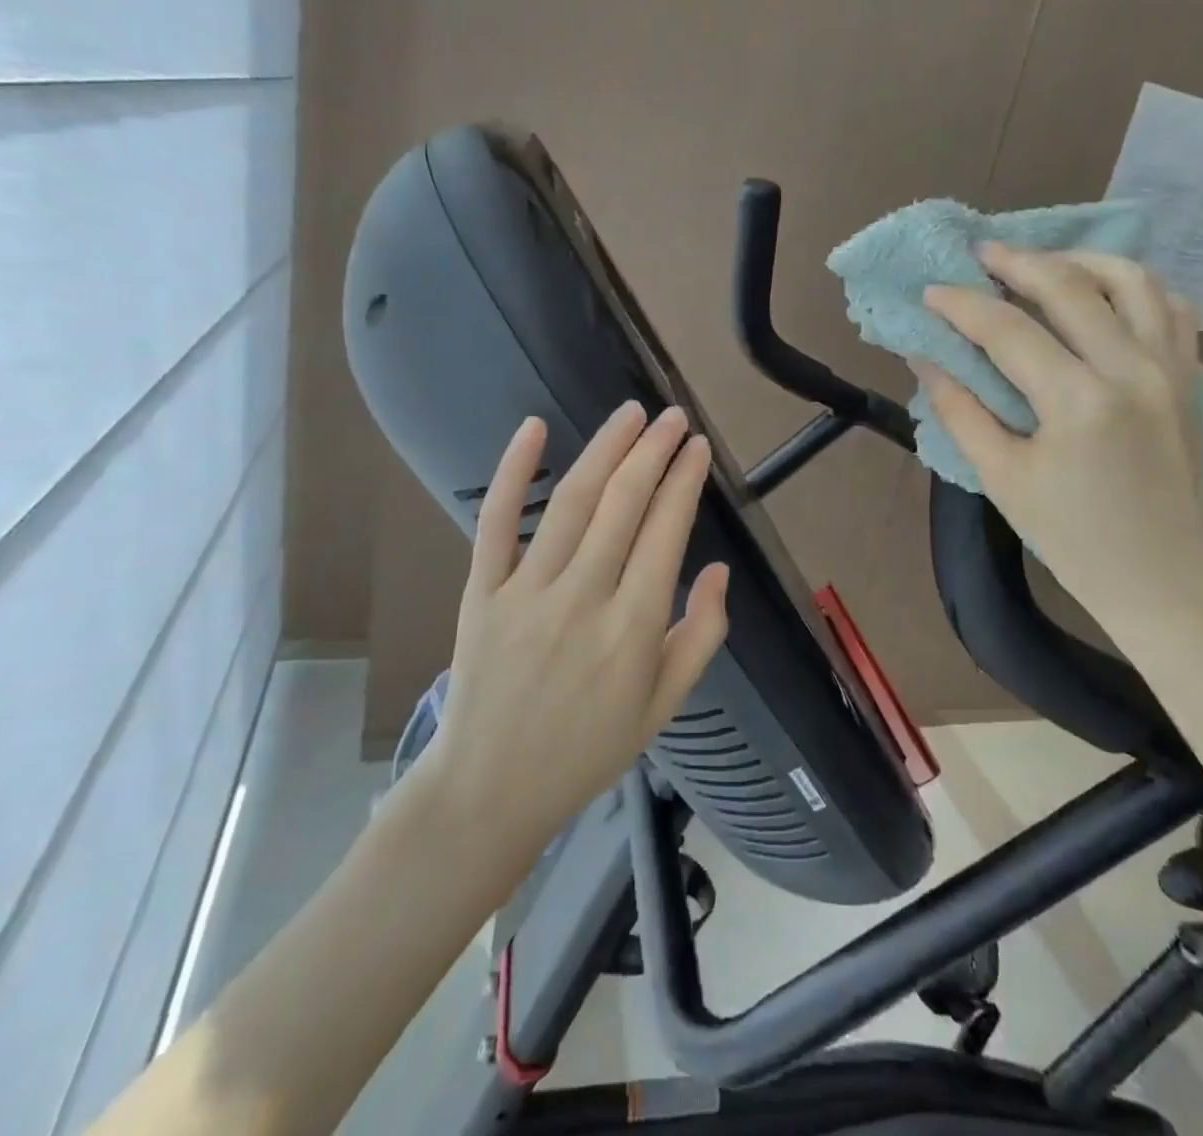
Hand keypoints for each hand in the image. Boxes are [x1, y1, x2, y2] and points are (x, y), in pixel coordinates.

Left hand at [425, 404, 729, 846]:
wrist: (492, 789)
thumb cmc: (588, 749)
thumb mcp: (664, 707)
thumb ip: (702, 636)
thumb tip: (720, 570)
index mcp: (634, 630)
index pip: (666, 532)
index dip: (685, 482)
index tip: (699, 448)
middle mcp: (583, 599)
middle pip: (624, 504)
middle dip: (654, 451)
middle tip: (674, 416)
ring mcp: (526, 592)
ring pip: (572, 502)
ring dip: (605, 449)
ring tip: (631, 414)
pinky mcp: (482, 592)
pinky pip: (495, 522)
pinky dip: (514, 471)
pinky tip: (533, 428)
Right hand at [918, 245, 1202, 623]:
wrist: (1166, 576)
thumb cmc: (1073, 538)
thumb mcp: (1002, 479)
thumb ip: (960, 412)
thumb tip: (927, 359)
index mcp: (1078, 402)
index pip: (1008, 330)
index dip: (962, 305)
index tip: (931, 291)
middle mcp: (1131, 369)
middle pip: (1069, 286)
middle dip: (1016, 261)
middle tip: (980, 253)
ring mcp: (1170, 367)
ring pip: (1130, 279)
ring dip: (1078, 260)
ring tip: (1040, 262)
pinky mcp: (1189, 376)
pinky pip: (1168, 305)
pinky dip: (1131, 285)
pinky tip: (1100, 291)